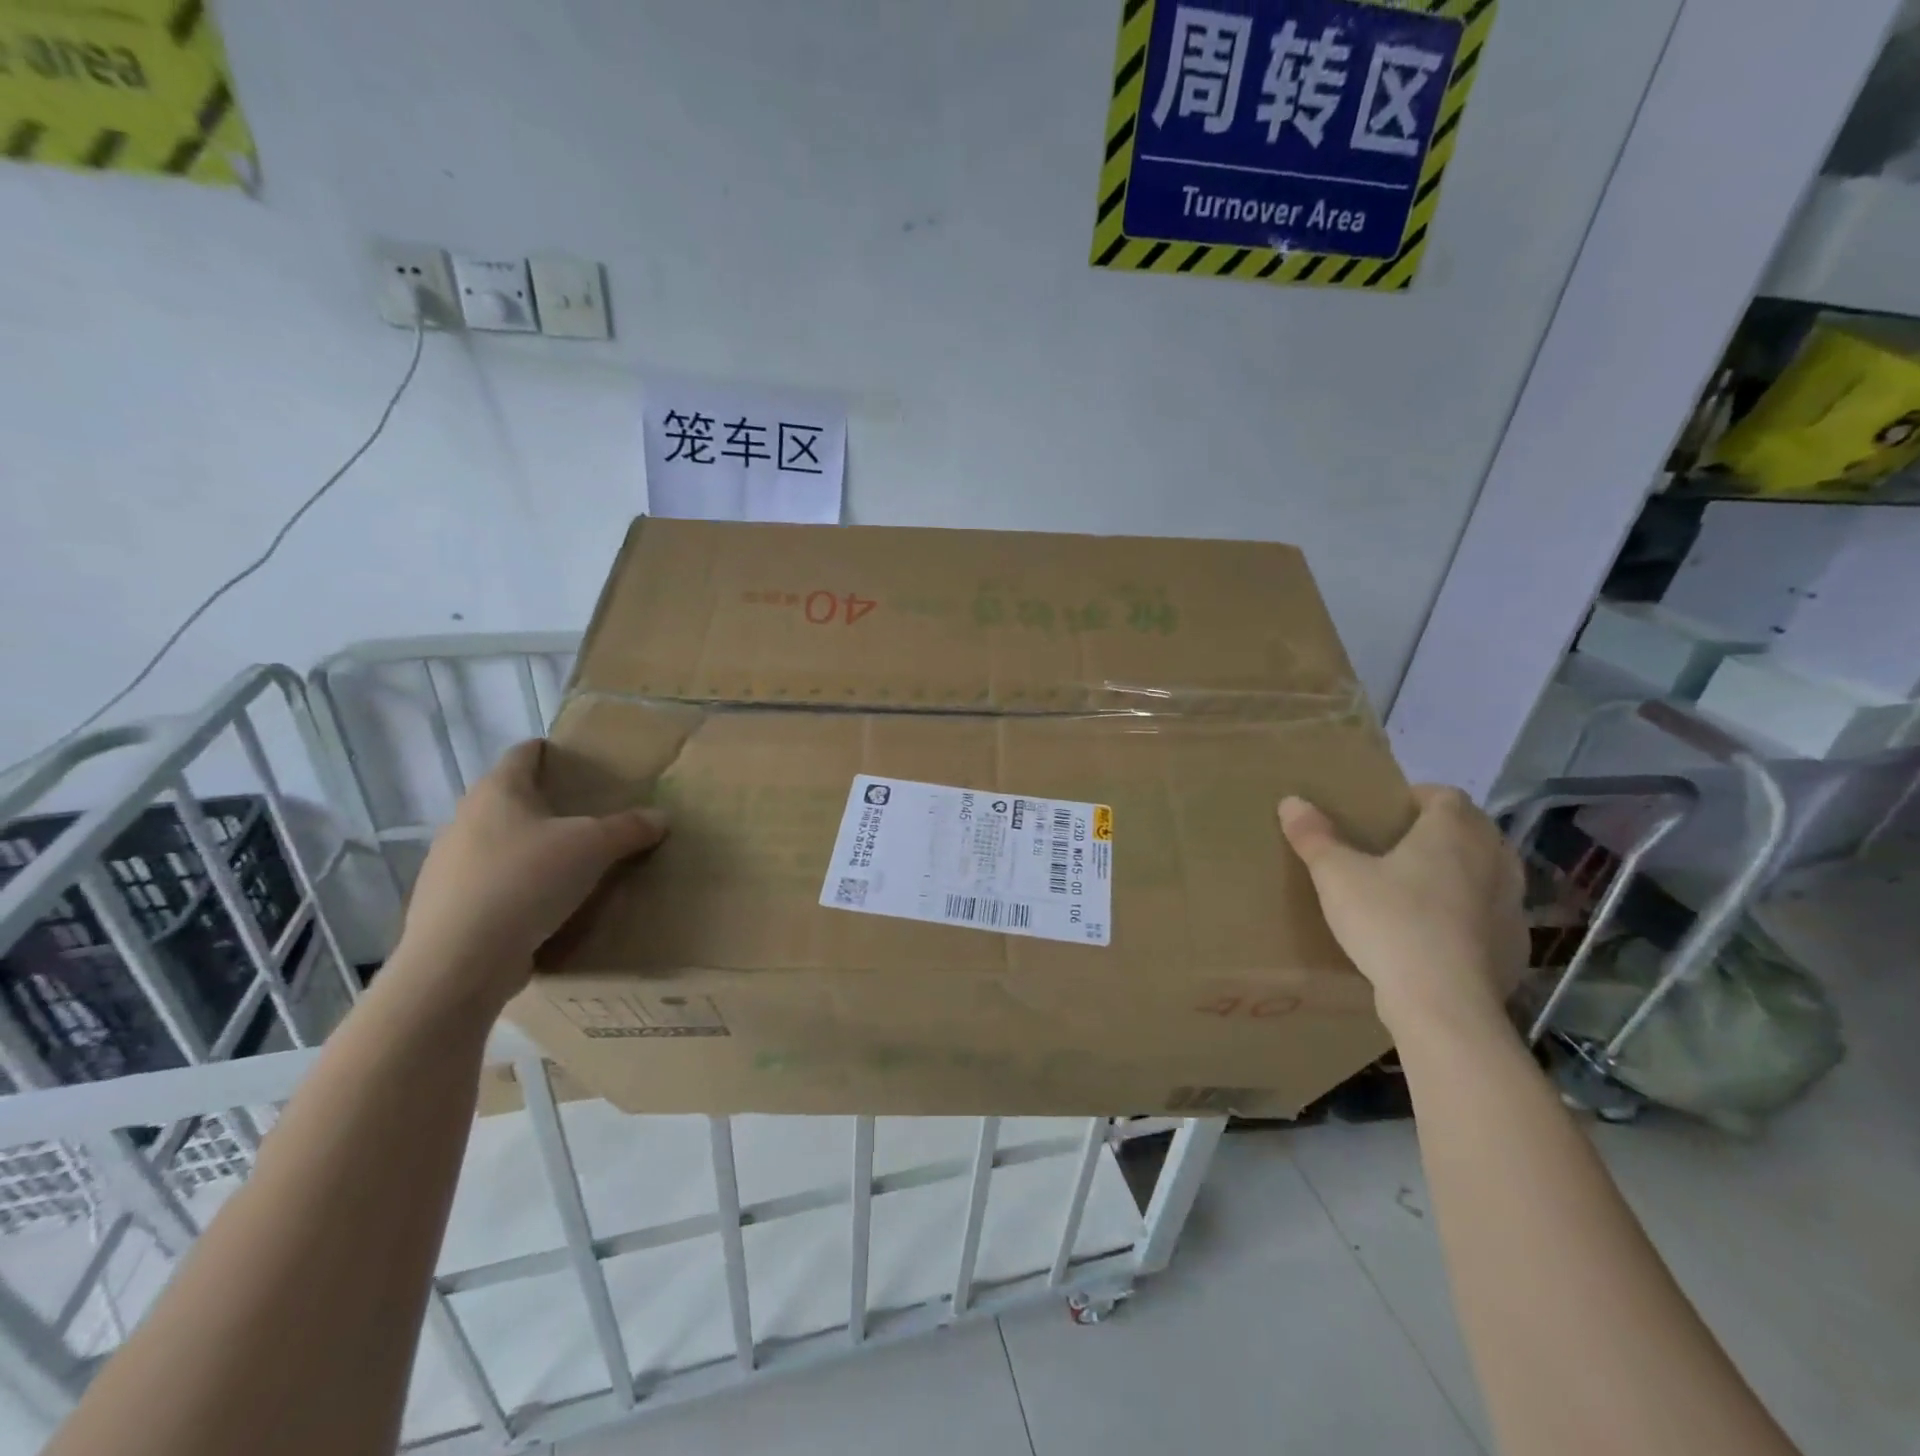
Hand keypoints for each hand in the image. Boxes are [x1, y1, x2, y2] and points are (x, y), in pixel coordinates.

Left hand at [394, 740, 667, 1012]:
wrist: (459, 962)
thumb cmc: (527, 881)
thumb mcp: (593, 847)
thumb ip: (629, 828)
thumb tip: (660, 817)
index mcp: (497, 792)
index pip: (522, 755)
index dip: (547, 751)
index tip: (572, 758)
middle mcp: (465, 820)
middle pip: (508, 799)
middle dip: (543, 804)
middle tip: (584, 814)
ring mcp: (449, 866)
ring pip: (497, 843)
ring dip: (528, 848)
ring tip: (567, 862)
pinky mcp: (447, 907)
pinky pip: (490, 884)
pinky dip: (515, 886)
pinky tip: (542, 905)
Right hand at [1279, 785, 1527, 1044]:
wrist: (1443, 1003)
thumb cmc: (1390, 921)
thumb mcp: (1336, 876)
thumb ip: (1314, 837)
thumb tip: (1291, 801)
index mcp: (1453, 832)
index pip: (1446, 795)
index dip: (1417, 798)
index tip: (1387, 813)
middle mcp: (1493, 859)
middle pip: (1473, 829)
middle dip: (1441, 832)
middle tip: (1398, 848)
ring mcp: (1512, 904)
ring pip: (1489, 872)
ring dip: (1462, 872)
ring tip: (1420, 889)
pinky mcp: (1516, 946)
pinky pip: (1493, 915)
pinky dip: (1471, 915)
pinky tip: (1439, 934)